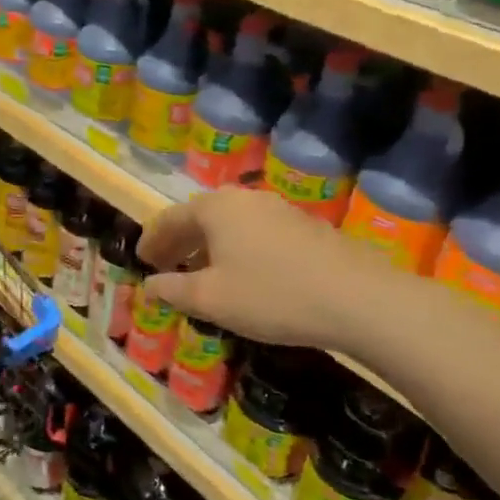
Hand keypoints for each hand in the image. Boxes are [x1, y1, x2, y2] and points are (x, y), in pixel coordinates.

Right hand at [136, 188, 389, 351]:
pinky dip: (238, 250)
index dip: (152, 240)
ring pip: (231, 225)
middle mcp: (244, 199)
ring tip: (201, 273)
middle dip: (180, 242)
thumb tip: (150, 285)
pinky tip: (244, 276)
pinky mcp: (306, 227)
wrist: (359, 300)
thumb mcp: (211, 299)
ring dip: (209, 247)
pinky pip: (256, 233)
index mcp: (215, 208)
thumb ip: (174, 289)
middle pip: (200, 217)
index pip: (170, 218)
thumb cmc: (271, 295)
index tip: (140, 260)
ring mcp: (279, 210)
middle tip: (164, 265)